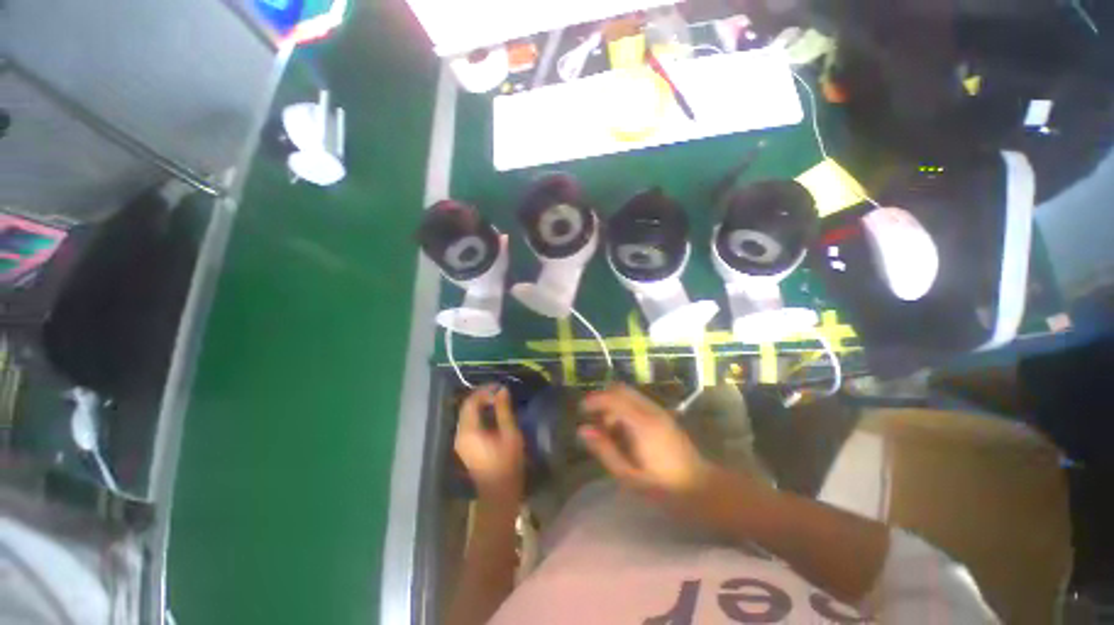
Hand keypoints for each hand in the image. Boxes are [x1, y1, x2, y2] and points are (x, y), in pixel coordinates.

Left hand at [455, 386, 524, 504]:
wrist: (499, 493)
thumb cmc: (507, 463)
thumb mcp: (509, 433)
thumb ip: (504, 410)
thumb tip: (502, 390)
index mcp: (469, 431)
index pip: (471, 402)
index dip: (484, 391)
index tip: (499, 387)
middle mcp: (460, 434)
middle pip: (467, 408)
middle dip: (482, 396)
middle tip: (499, 391)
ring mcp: (461, 441)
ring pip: (467, 415)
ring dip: (481, 405)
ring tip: (498, 400)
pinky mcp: (465, 446)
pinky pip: (469, 423)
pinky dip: (480, 414)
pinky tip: (493, 414)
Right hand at [579, 384, 712, 502]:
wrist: (702, 489)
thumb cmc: (663, 488)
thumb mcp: (628, 476)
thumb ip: (605, 450)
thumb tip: (583, 430)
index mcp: (642, 423)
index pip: (613, 398)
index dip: (594, 400)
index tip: (581, 411)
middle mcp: (650, 410)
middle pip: (620, 389)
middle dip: (603, 399)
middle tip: (595, 421)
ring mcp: (659, 411)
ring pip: (629, 394)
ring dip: (614, 404)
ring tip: (609, 431)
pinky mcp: (663, 415)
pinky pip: (637, 402)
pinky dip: (624, 408)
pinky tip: (624, 432)